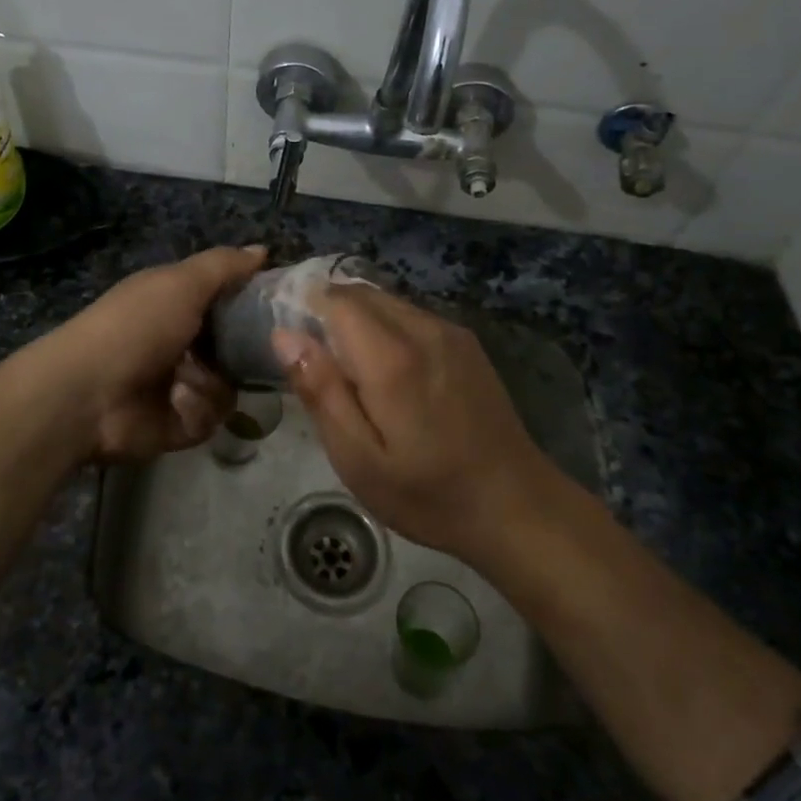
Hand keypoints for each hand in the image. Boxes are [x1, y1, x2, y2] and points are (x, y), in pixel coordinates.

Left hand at [43, 245, 267, 462]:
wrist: (87, 394)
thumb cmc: (136, 326)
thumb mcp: (182, 283)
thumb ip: (224, 266)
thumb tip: (263, 250)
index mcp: (175, 303)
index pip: (227, 300)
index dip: (253, 301)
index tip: (282, 305)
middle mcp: (180, 342)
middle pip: (235, 345)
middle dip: (247, 350)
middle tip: (263, 351)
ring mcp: (179, 385)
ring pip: (229, 384)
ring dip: (216, 383)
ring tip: (194, 381)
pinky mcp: (178, 424)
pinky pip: (212, 418)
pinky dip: (199, 410)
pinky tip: (179, 403)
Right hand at [272, 286, 553, 563]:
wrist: (516, 506)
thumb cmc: (427, 493)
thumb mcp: (358, 459)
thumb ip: (321, 391)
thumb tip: (284, 335)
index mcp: (391, 358)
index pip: (336, 299)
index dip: (306, 309)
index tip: (293, 341)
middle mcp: (423, 329)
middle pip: (361, 294)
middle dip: (330, 313)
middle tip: (318, 363)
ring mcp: (450, 333)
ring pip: (388, 302)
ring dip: (359, 320)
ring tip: (352, 372)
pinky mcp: (467, 344)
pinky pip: (413, 316)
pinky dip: (388, 328)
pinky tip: (391, 375)